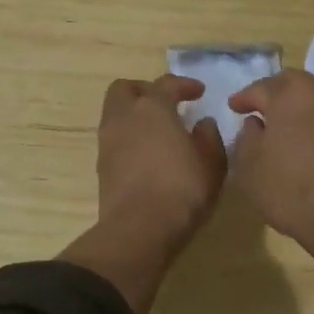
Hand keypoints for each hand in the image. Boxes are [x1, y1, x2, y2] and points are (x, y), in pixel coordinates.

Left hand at [59, 75, 226, 313]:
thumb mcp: (212, 164)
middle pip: (125, 89)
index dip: (184, 84)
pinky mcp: (101, 166)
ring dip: (135, 115)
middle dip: (145, 91)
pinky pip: (114, 138)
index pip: (166, 84)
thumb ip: (209, 138)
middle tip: (167, 104)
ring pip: (116, 114)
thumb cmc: (182, 191)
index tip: (199, 92)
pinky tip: (148, 154)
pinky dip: (130, 137)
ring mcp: (108, 142)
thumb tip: (202, 124)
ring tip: (159, 131)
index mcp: (153, 108)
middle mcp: (124, 118)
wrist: (139, 229)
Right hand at [228, 71, 313, 295]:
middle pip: (292, 84)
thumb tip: (255, 124)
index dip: (244, 98)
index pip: (260, 88)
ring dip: (297, 106)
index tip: (233, 107)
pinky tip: (305, 139)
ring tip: (282, 125)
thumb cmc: (289, 188)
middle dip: (273, 93)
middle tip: (258, 110)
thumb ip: (246, 137)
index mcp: (290, 93)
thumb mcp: (249, 166)